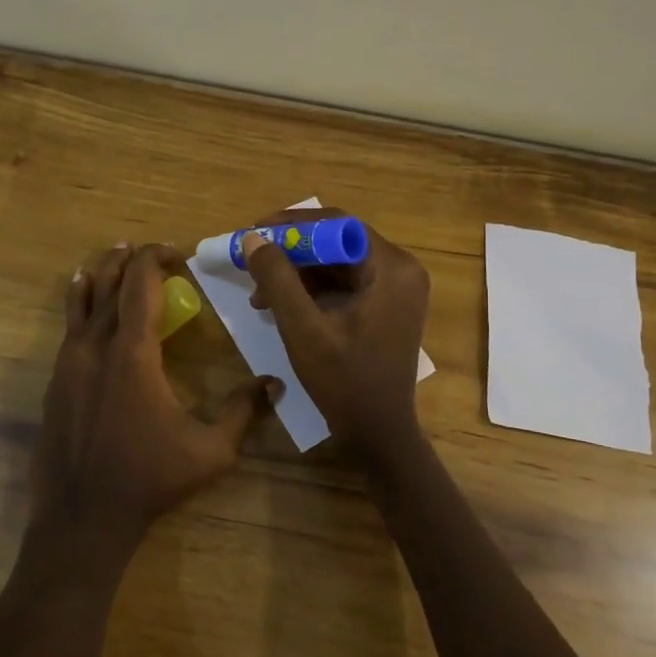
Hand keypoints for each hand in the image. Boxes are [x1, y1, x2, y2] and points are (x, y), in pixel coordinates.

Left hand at [31, 243, 279, 566]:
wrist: (83, 516)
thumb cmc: (149, 479)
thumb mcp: (210, 451)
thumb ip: (243, 411)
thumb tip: (274, 383)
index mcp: (133, 353)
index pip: (140, 283)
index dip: (156, 258)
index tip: (177, 255)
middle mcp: (95, 346)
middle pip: (107, 282)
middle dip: (128, 258)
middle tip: (147, 252)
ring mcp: (68, 362)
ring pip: (81, 300)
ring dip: (100, 274)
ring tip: (113, 258)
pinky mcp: (55, 380)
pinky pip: (67, 326)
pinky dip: (79, 304)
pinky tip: (85, 303)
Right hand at [240, 209, 429, 449]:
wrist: (378, 433)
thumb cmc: (344, 381)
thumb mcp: (302, 328)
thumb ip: (277, 279)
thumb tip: (254, 238)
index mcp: (391, 268)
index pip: (338, 224)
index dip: (294, 223)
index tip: (256, 232)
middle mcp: (401, 270)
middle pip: (338, 241)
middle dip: (292, 252)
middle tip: (254, 262)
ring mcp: (396, 289)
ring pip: (338, 263)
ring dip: (298, 273)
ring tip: (260, 295)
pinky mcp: (386, 306)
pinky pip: (345, 282)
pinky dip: (312, 289)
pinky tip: (281, 305)